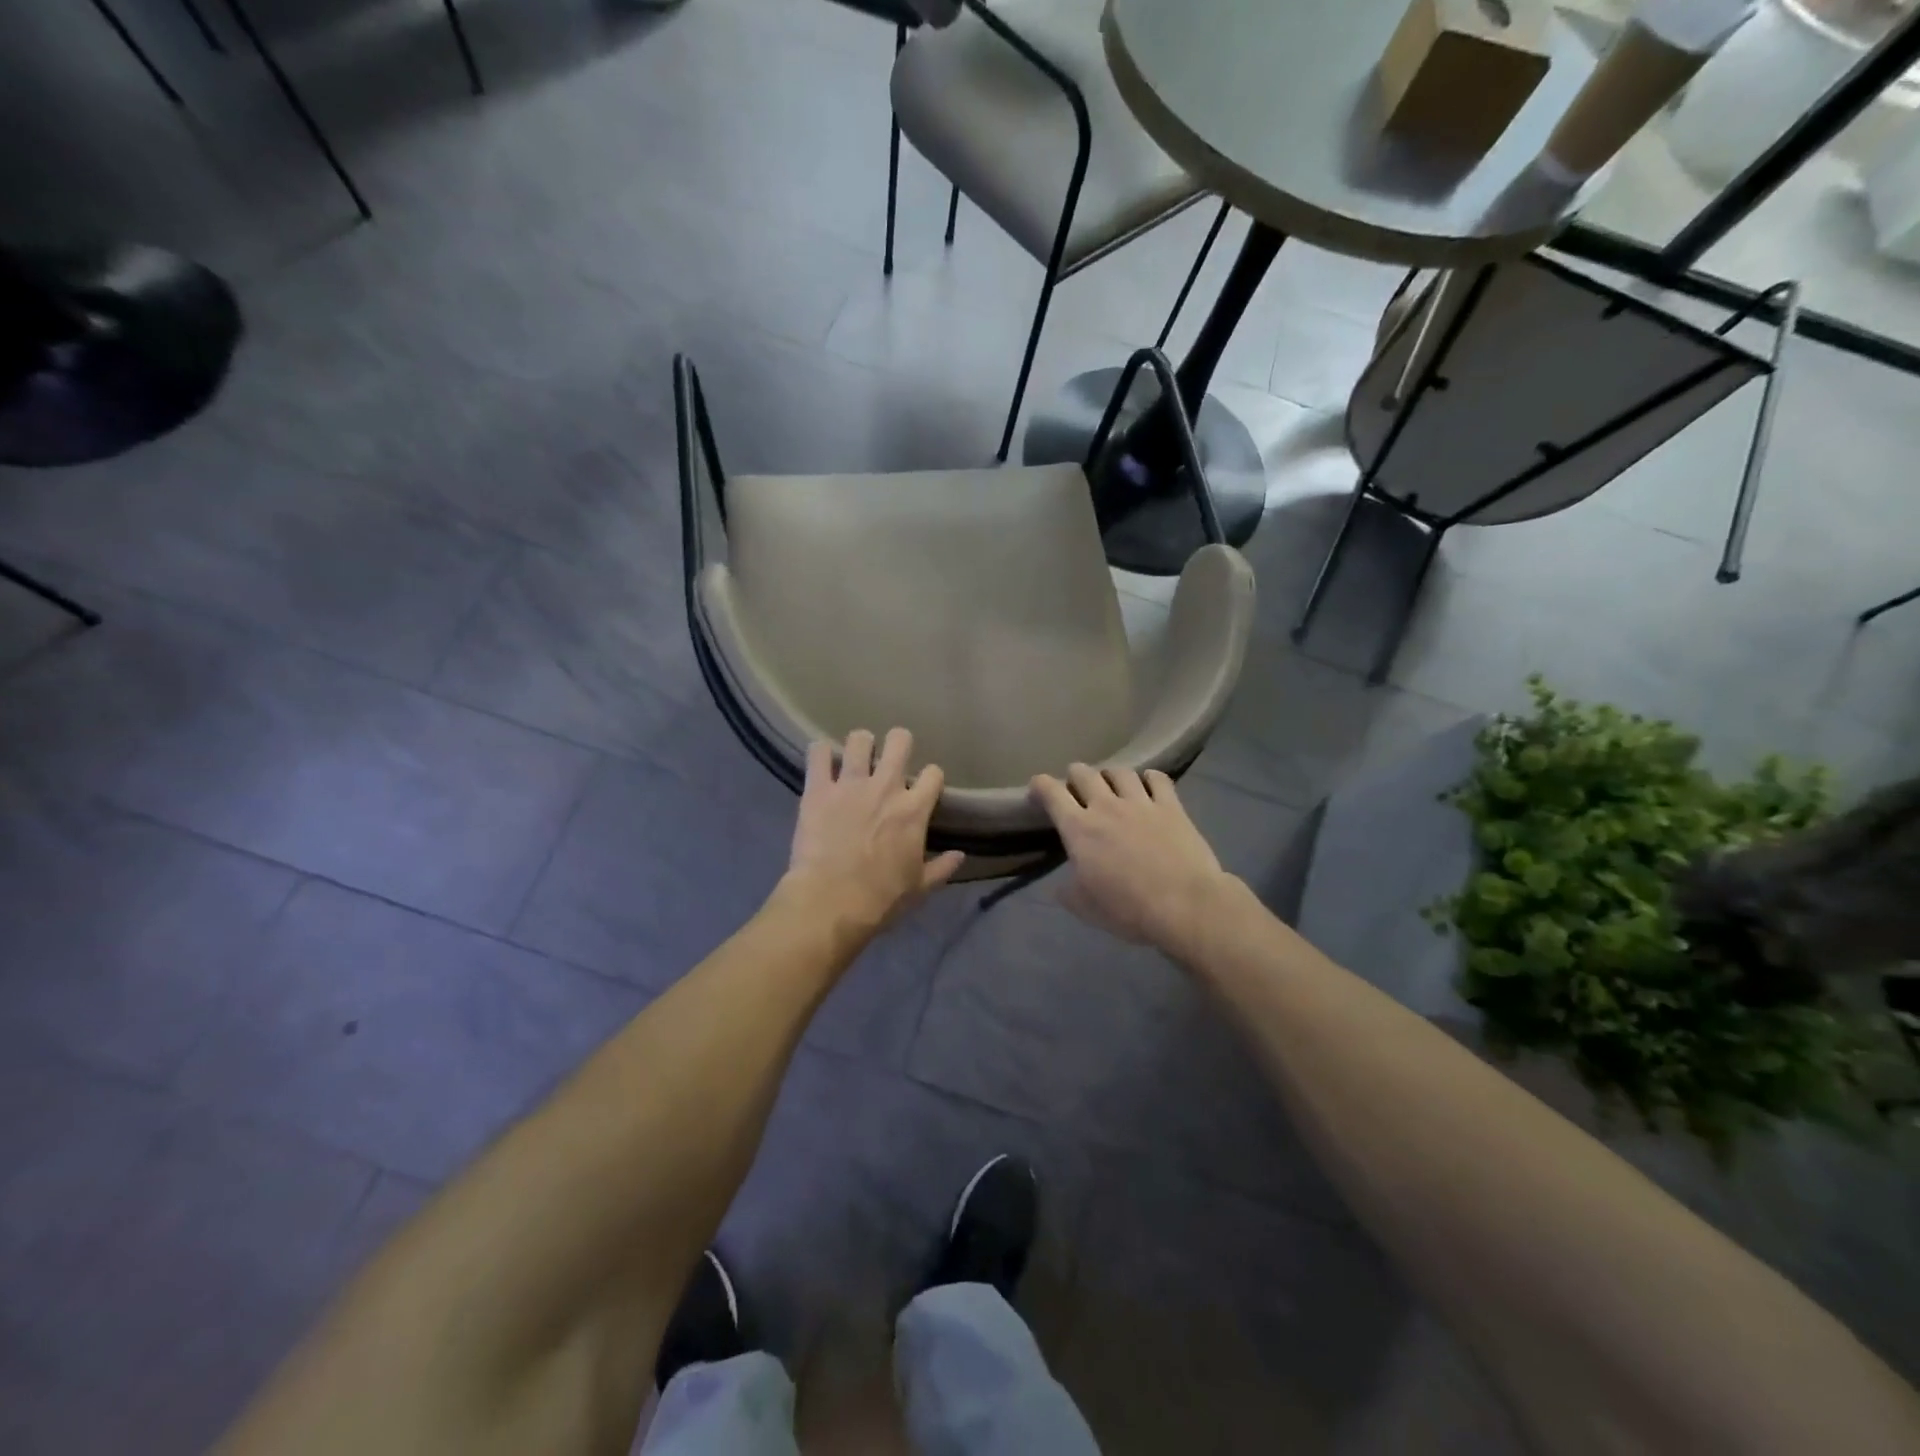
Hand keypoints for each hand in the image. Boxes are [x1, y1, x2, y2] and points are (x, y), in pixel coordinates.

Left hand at [785, 728, 964, 931]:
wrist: (832, 902)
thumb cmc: (881, 898)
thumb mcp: (919, 887)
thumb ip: (942, 867)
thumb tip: (960, 856)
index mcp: (914, 810)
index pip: (933, 773)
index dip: (930, 777)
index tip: (923, 787)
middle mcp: (886, 787)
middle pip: (899, 741)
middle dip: (897, 743)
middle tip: (889, 757)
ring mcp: (850, 784)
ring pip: (859, 739)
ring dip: (859, 745)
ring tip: (854, 757)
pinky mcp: (818, 790)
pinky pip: (817, 753)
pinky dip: (819, 753)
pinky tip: (820, 760)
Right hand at [1030, 764, 1233, 954]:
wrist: (1184, 905)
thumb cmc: (1128, 909)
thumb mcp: (1085, 907)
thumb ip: (1068, 891)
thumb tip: (1059, 885)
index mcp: (1078, 829)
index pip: (1051, 792)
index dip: (1040, 785)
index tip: (1038, 789)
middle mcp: (1106, 806)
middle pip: (1084, 773)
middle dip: (1075, 776)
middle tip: (1078, 789)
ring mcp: (1140, 802)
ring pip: (1119, 771)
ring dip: (1110, 775)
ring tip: (1113, 785)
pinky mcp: (1171, 806)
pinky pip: (1157, 778)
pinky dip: (1149, 778)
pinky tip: (1149, 784)